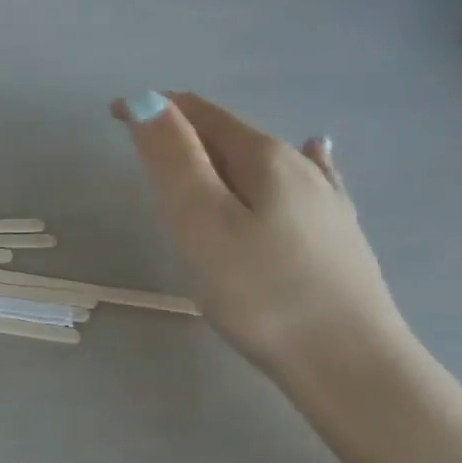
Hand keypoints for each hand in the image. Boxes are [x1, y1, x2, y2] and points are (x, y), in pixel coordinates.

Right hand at [111, 91, 409, 378]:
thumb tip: (146, 100)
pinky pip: (308, 180)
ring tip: (192, 166)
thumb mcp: (200, 220)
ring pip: (262, 160)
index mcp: (262, 157)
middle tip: (141, 156)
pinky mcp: (338, 234)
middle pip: (229, 133)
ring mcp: (325, 200)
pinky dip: (292, 162)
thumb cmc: (259, 291)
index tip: (113, 117)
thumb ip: (172, 158)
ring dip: (220, 153)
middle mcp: (299, 166)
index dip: (154, 108)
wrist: (348, 363)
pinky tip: (316, 152)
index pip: (198, 112)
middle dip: (183, 132)